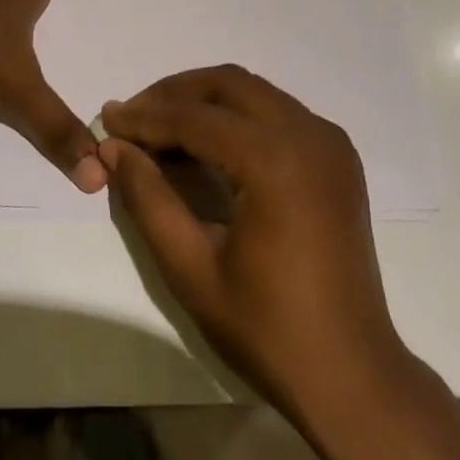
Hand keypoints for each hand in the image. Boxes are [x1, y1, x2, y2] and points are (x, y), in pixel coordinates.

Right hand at [99, 66, 410, 420]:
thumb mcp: (191, 268)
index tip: (107, 120)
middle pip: (228, 84)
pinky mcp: (337, 156)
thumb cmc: (268, 330)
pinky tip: (209, 144)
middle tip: (134, 118)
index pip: (196, 118)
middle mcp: (308, 134)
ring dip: (205, 100)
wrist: (352, 375)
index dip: (146, 117)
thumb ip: (148, 199)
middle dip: (175, 94)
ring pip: (254, 92)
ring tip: (162, 128)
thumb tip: (114, 148)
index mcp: (276, 161)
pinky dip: (238, 115)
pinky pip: (278, 112)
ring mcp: (330, 141)